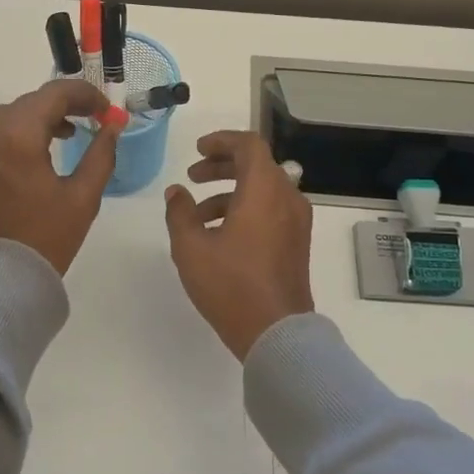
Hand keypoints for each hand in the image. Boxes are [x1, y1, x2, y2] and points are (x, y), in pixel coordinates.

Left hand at [0, 79, 119, 274]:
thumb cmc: (45, 239)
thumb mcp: (83, 197)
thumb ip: (101, 154)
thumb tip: (113, 126)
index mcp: (17, 138)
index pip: (53, 94)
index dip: (85, 95)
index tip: (107, 109)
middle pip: (30, 101)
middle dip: (63, 104)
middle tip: (93, 119)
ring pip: (11, 115)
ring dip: (40, 116)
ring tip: (69, 133)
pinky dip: (20, 131)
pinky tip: (40, 150)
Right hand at [163, 131, 314, 359]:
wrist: (276, 332)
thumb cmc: (231, 284)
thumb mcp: (191, 247)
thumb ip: (180, 212)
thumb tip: (176, 192)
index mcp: (264, 190)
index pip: (249, 145)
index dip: (221, 141)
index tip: (197, 150)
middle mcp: (287, 198)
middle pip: (257, 165)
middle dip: (222, 166)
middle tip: (193, 176)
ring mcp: (296, 222)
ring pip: (263, 190)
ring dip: (229, 192)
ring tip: (196, 216)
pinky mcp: (297, 243)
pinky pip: (271, 210)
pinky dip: (245, 209)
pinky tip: (218, 236)